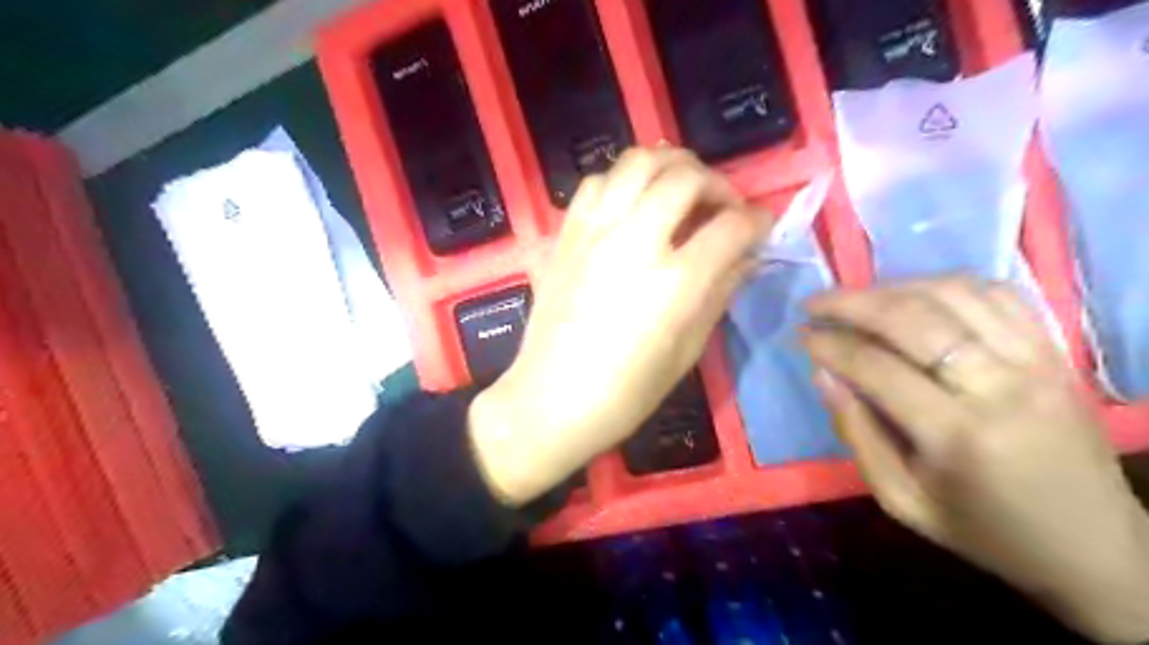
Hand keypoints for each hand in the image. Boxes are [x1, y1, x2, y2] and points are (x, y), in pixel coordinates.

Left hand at [469, 146, 771, 507]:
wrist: (550, 399)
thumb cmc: (626, 392)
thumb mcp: (688, 350)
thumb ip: (720, 292)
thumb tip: (746, 256)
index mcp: (674, 282)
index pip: (732, 226)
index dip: (757, 221)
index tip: (760, 228)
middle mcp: (635, 242)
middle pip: (685, 176)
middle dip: (716, 184)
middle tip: (721, 208)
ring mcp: (595, 232)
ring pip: (637, 161)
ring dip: (670, 167)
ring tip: (680, 192)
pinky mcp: (566, 234)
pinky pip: (597, 182)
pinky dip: (624, 180)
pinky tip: (632, 206)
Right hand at [801, 277, 1147, 644]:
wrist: (1093, 547)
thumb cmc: (983, 529)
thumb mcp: (901, 500)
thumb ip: (856, 433)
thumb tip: (822, 372)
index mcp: (958, 435)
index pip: (876, 366)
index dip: (830, 344)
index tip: (800, 335)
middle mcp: (1000, 386)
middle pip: (912, 318)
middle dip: (851, 303)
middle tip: (814, 303)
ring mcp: (1036, 361)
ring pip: (952, 295)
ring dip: (892, 287)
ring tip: (856, 298)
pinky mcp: (1056, 352)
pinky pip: (997, 294)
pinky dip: (945, 285)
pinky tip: (914, 295)